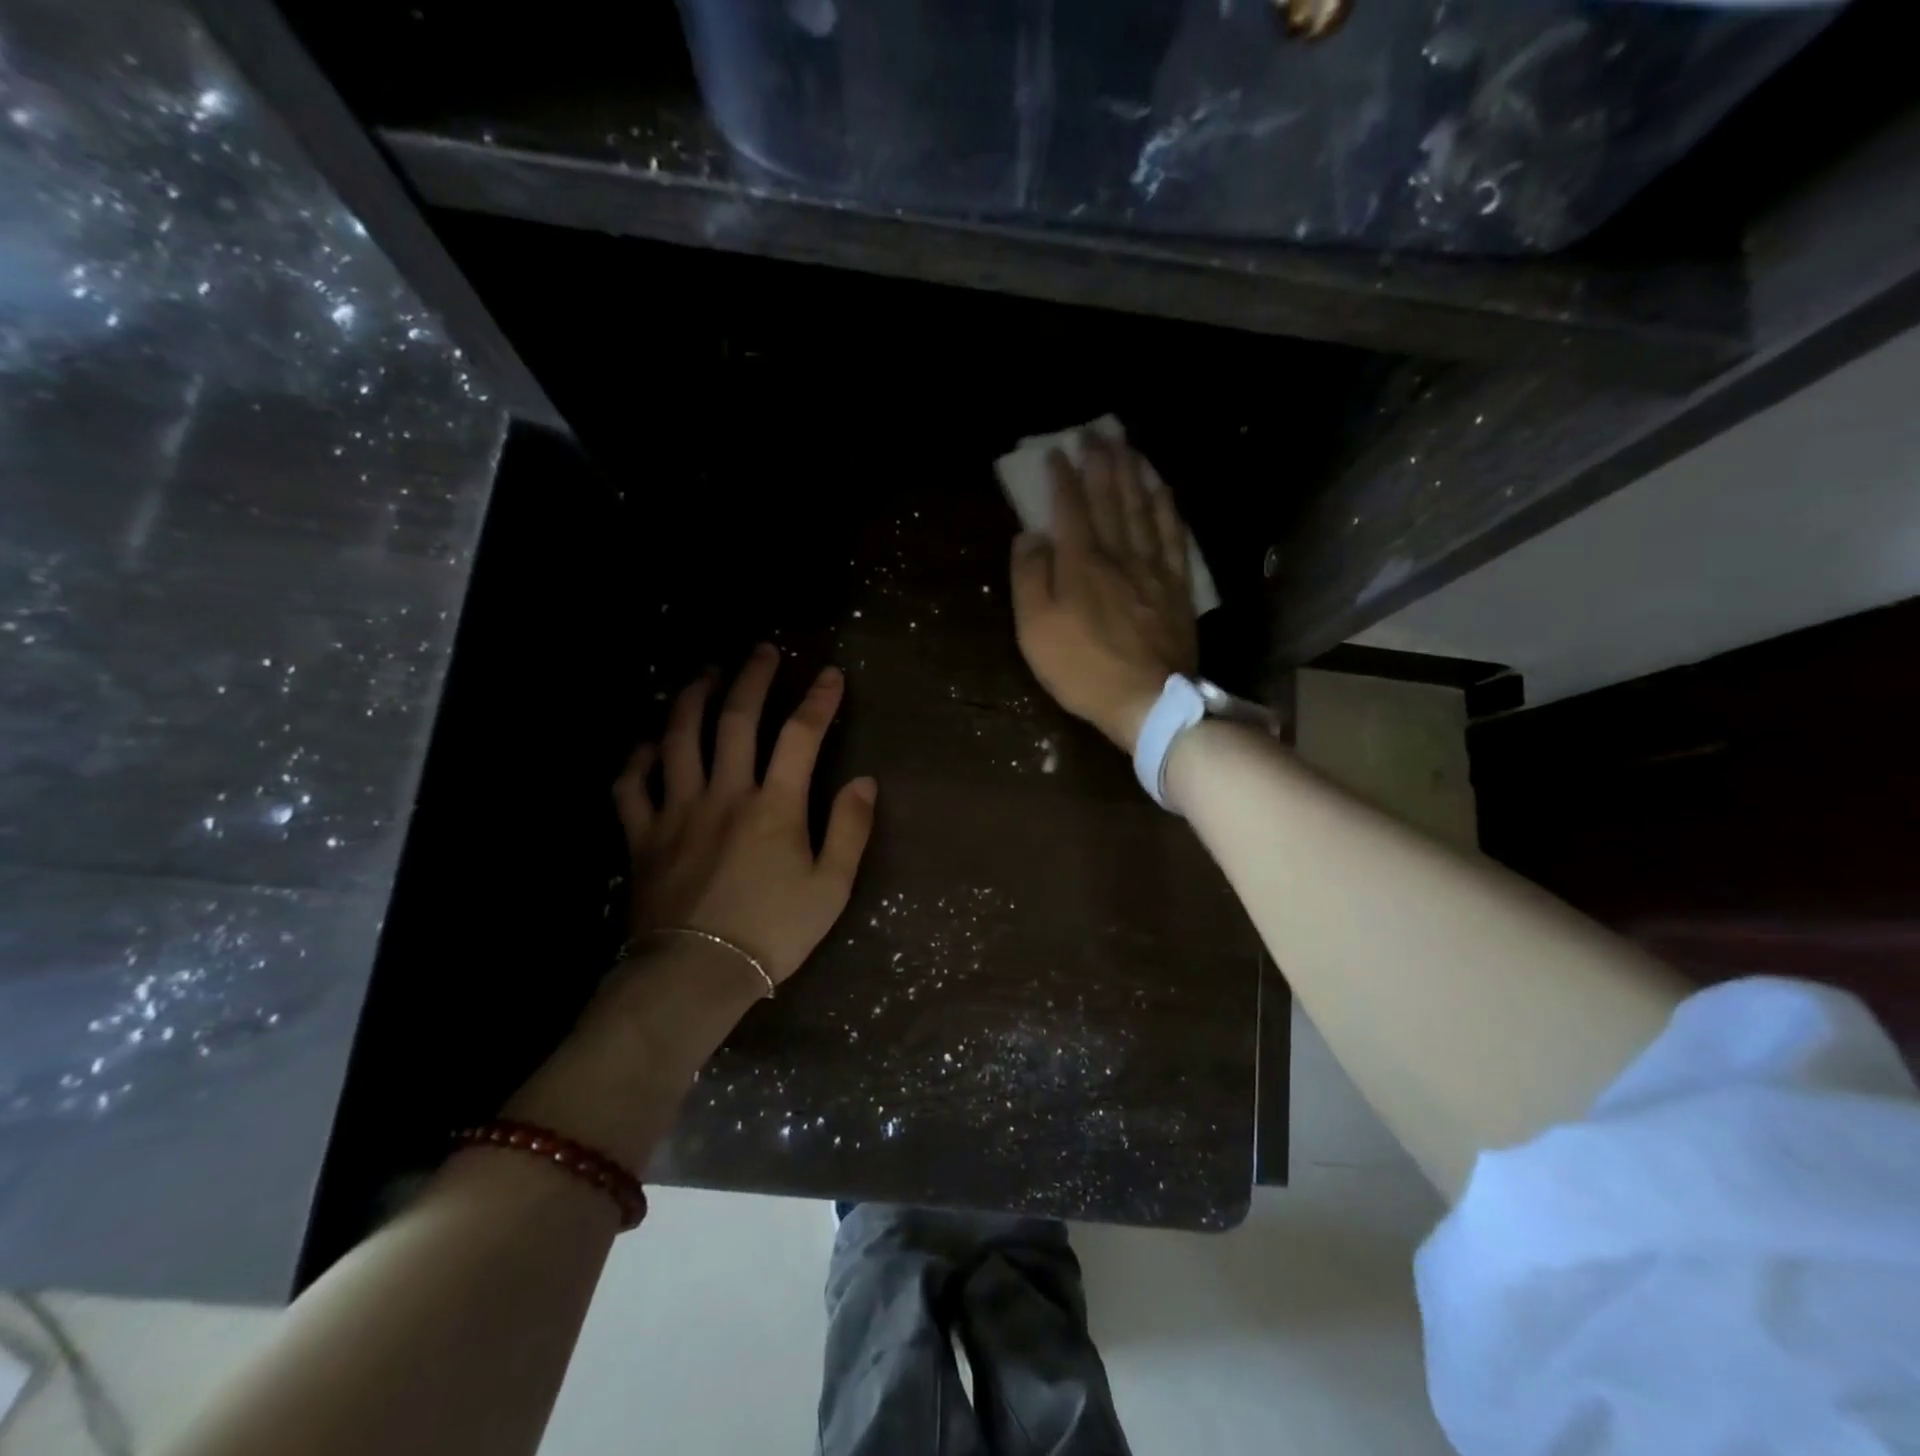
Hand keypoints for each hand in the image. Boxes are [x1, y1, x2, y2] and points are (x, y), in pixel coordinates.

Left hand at [612, 646, 876, 989]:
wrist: (696, 975)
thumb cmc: (773, 932)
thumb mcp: (831, 888)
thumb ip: (850, 830)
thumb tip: (863, 780)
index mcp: (775, 805)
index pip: (801, 735)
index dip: (818, 699)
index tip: (830, 673)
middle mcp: (725, 793)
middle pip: (736, 719)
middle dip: (752, 678)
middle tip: (760, 651)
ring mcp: (677, 810)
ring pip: (679, 738)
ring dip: (692, 700)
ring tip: (704, 676)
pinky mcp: (642, 835)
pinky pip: (631, 787)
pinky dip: (637, 760)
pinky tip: (648, 745)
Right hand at [1009, 433, 1198, 751]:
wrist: (1146, 700)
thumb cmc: (1081, 668)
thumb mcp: (1035, 629)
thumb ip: (1030, 578)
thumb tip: (1031, 536)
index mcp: (1081, 563)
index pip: (1070, 509)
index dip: (1063, 478)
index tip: (1057, 452)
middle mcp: (1119, 555)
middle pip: (1111, 499)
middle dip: (1102, 463)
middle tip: (1097, 432)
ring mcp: (1152, 569)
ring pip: (1144, 509)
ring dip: (1134, 474)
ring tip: (1129, 447)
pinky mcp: (1176, 587)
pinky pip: (1173, 536)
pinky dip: (1166, 507)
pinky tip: (1162, 490)